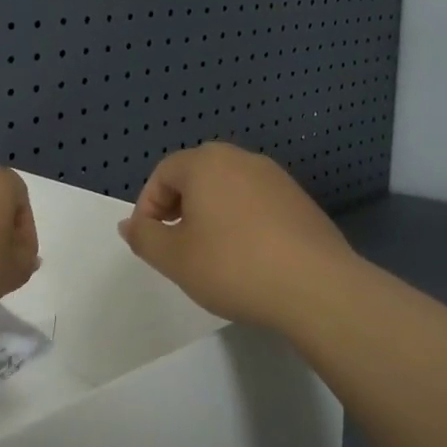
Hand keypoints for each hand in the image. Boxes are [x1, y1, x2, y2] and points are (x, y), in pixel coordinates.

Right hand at [118, 143, 357, 332]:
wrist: (316, 287)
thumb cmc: (233, 266)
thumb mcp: (174, 258)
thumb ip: (144, 237)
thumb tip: (130, 224)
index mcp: (206, 163)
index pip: (163, 173)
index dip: (148, 206)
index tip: (149, 241)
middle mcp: (242, 159)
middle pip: (197, 175)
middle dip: (178, 207)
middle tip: (176, 245)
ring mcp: (276, 179)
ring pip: (228, 189)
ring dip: (210, 214)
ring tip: (210, 254)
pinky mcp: (300, 201)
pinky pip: (256, 203)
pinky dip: (241, 222)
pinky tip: (247, 257)